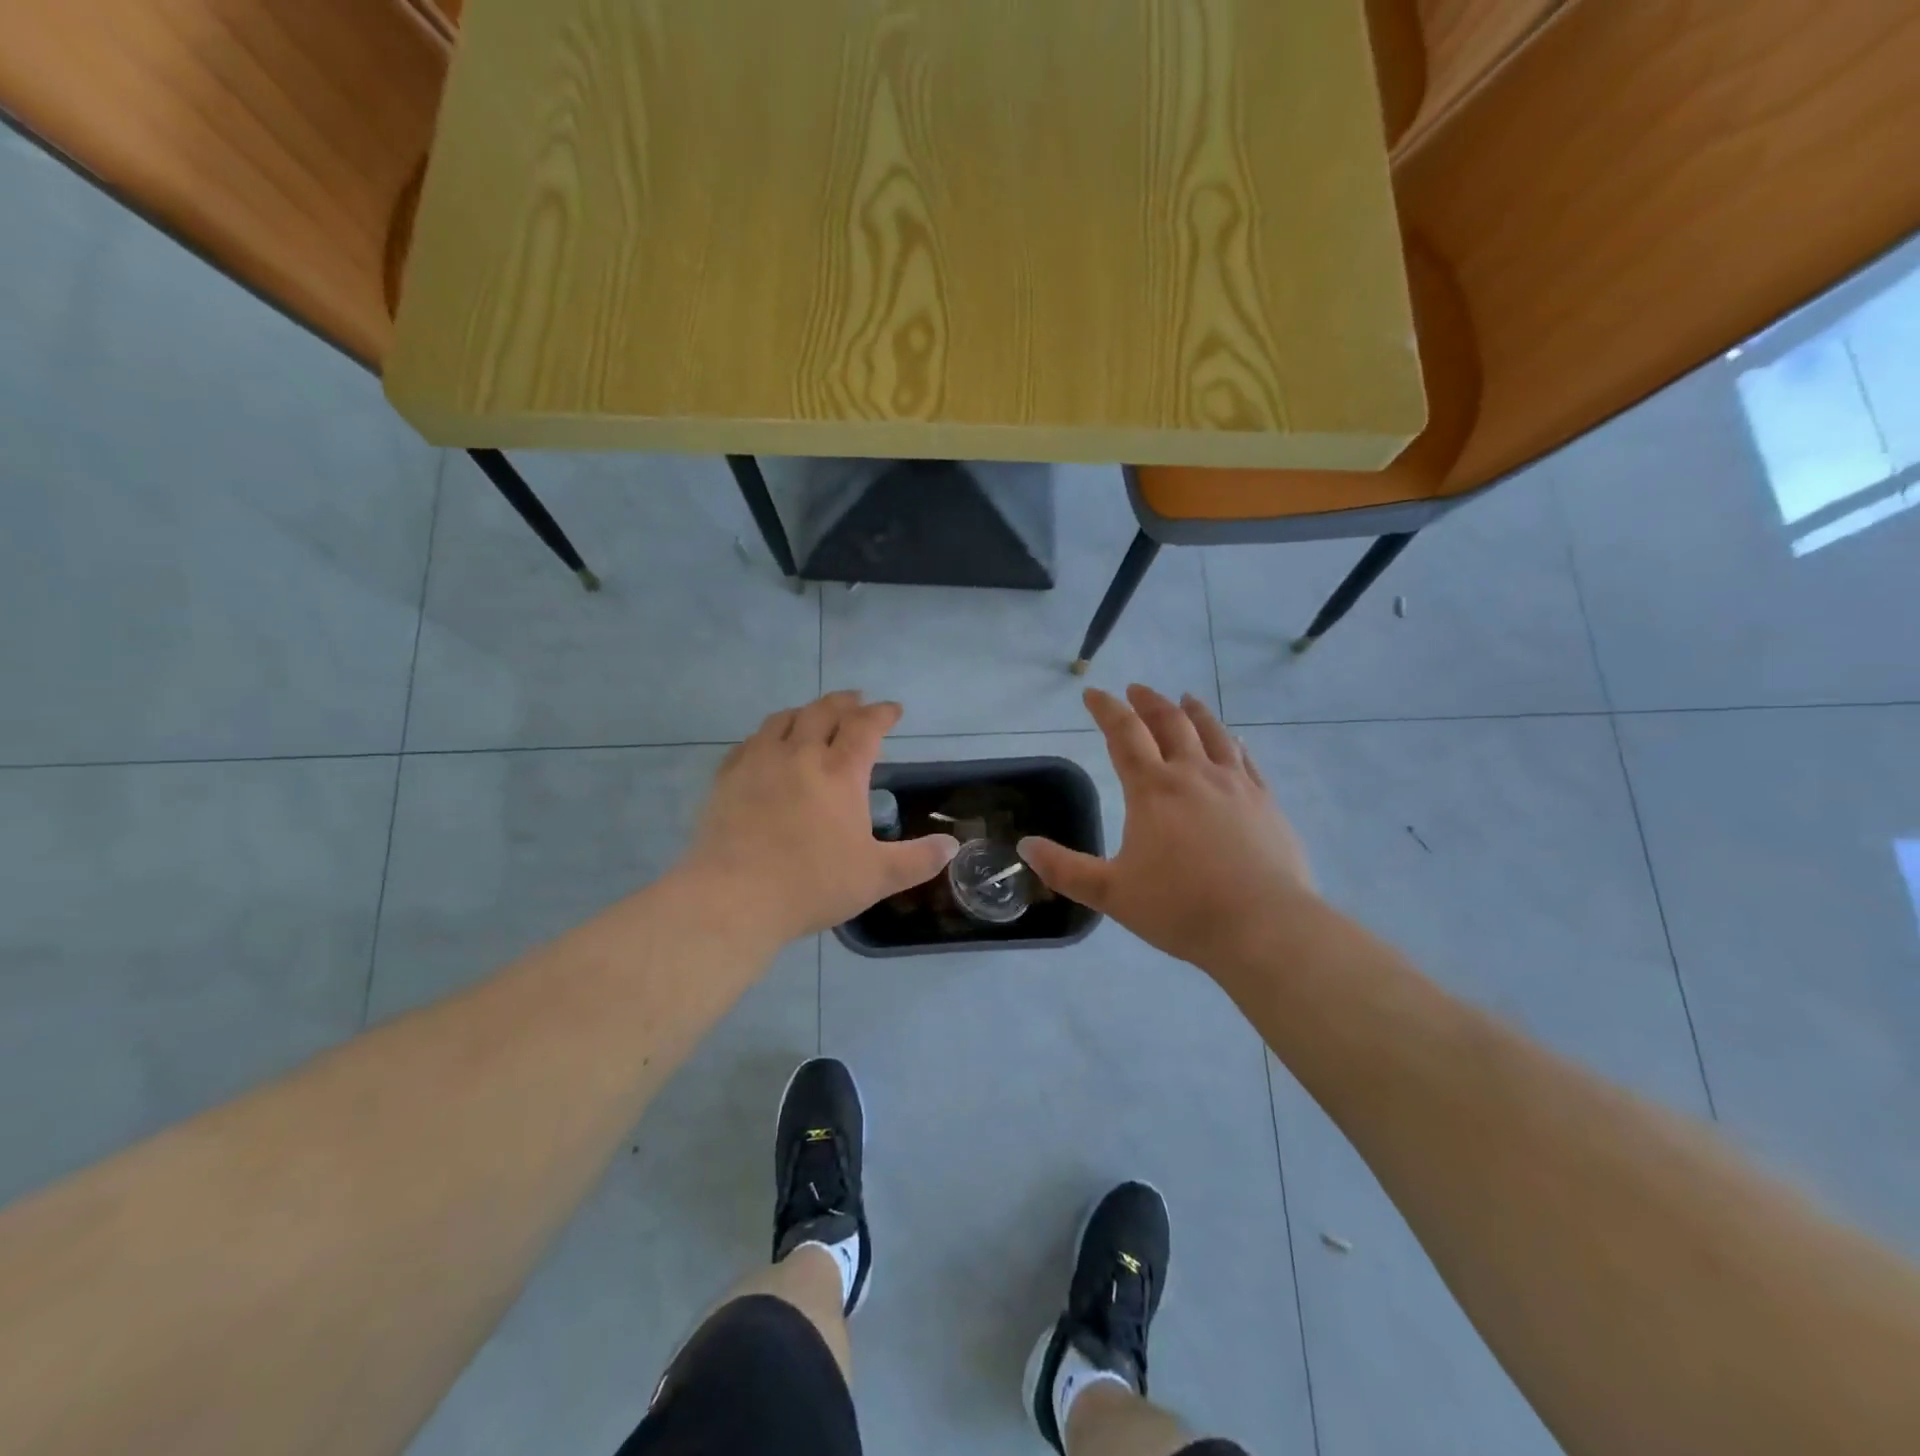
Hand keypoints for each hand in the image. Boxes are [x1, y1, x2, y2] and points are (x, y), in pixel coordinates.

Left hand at [679, 691, 959, 942]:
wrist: (733, 898)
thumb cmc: (812, 885)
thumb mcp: (877, 877)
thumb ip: (918, 859)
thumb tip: (952, 845)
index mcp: (839, 773)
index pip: (865, 727)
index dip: (882, 713)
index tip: (893, 709)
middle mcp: (799, 755)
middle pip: (823, 712)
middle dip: (845, 702)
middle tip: (857, 700)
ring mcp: (759, 763)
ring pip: (783, 720)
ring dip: (805, 711)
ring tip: (813, 714)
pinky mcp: (727, 778)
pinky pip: (749, 742)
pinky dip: (766, 735)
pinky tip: (766, 745)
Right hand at [1020, 686, 1314, 970]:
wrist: (1263, 927)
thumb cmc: (1180, 908)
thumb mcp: (1111, 893)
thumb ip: (1065, 869)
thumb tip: (1025, 846)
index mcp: (1153, 790)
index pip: (1124, 734)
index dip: (1106, 709)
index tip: (1093, 693)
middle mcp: (1194, 775)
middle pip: (1170, 723)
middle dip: (1148, 702)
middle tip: (1135, 690)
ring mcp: (1236, 786)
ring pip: (1213, 733)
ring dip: (1193, 711)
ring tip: (1184, 699)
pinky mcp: (1266, 803)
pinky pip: (1246, 759)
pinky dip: (1232, 741)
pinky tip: (1233, 741)